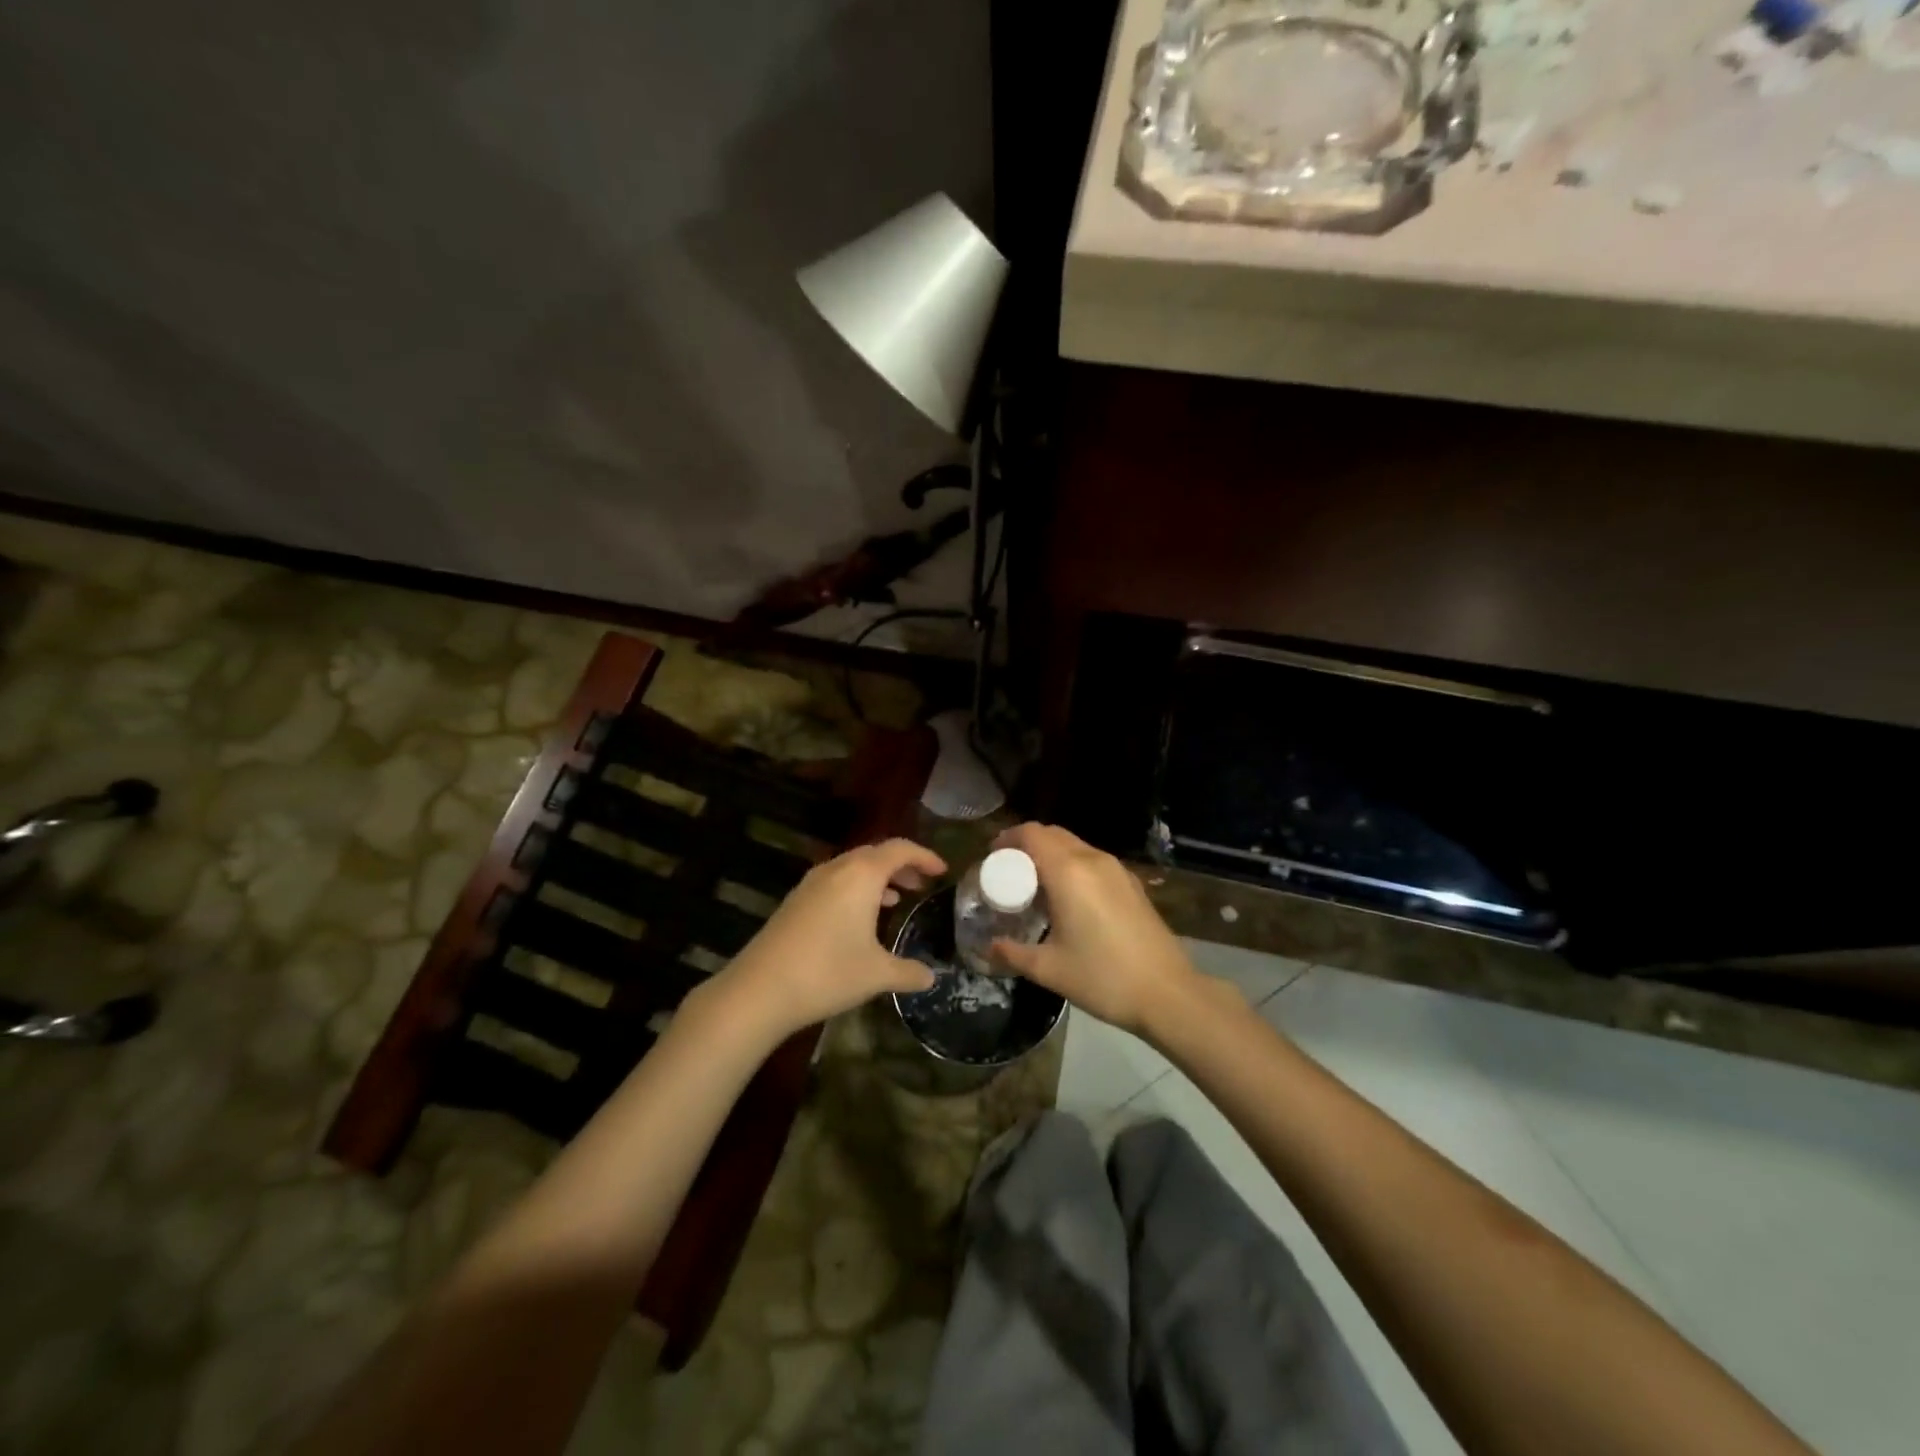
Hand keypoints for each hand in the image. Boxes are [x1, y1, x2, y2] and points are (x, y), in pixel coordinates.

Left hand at [710, 838, 944, 1045]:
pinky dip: (856, 889)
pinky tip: (859, 918)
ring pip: (853, 867)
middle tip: (921, 884)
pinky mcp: (795, 900)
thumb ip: (909, 972)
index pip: (900, 849)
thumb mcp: (877, 974)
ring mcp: (811, 883)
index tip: (942, 871)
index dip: (924, 856)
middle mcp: (837, 869)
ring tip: (897, 899)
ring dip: (878, 877)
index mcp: (862, 875)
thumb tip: (932, 977)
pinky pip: (835, 881)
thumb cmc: (828, 973)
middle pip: (875, 854)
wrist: (760, 989)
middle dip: (902, 865)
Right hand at [988, 823, 1202, 1037]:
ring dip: (1052, 855)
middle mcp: (1093, 860)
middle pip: (1053, 834)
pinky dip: (1074, 866)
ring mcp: (1117, 870)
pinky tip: (1070, 899)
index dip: (1009, 838)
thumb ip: (1013, 953)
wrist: (1167, 993)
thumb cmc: (1102, 977)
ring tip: (1037, 885)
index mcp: (1068, 872)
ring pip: (1076, 845)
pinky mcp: (1132, 884)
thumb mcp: (1049, 969)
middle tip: (1010, 871)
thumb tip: (989, 947)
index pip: (1032, 834)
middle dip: (1028, 845)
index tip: (993, 856)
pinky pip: (1094, 861)